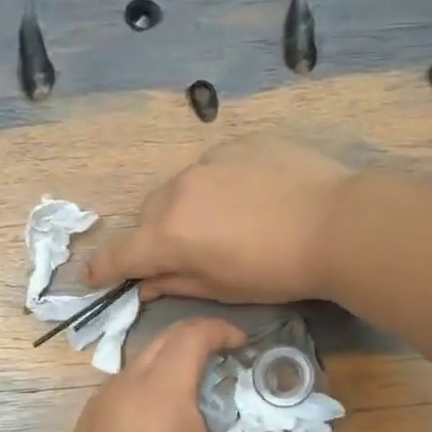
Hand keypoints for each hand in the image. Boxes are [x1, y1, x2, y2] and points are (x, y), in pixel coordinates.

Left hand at [52, 318, 275, 431]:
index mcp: (162, 391)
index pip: (192, 335)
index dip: (222, 331)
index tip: (243, 347)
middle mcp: (126, 384)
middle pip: (165, 339)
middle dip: (199, 341)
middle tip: (226, 364)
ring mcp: (100, 400)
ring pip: (141, 361)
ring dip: (172, 363)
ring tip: (196, 393)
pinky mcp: (87, 420)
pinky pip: (123, 385)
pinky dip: (148, 385)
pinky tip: (161, 420)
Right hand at [86, 136, 353, 304]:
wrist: (337, 223)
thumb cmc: (277, 271)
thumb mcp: (222, 289)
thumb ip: (174, 283)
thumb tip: (144, 284)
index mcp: (168, 235)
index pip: (118, 253)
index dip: (101, 269)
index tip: (94, 278)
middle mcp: (177, 192)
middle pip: (146, 217)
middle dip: (151, 239)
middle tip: (177, 256)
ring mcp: (208, 162)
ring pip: (177, 189)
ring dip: (182, 209)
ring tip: (218, 224)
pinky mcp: (238, 143)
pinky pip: (211, 168)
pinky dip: (215, 187)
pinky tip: (247, 199)